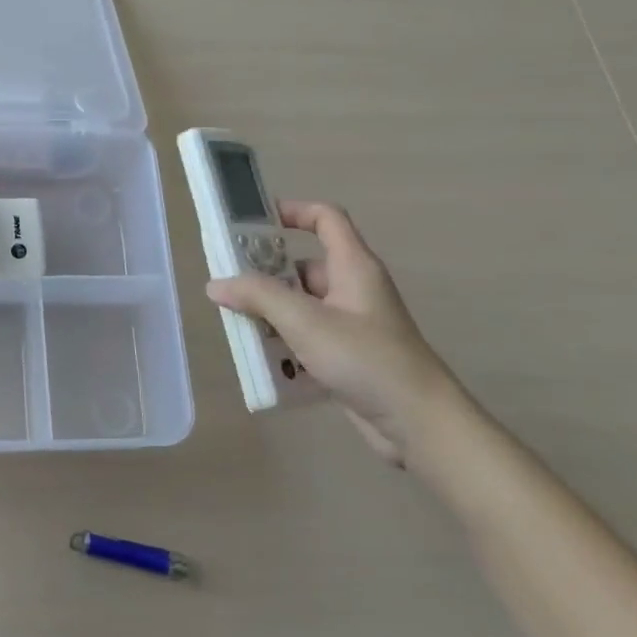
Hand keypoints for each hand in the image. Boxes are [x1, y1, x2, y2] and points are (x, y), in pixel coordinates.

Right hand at [206, 201, 464, 465]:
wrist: (420, 425)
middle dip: (265, 276)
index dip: (293, 211)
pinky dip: (284, 344)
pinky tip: (261, 360)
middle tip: (228, 286)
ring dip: (270, 314)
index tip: (253, 223)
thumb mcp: (305, 322)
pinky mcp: (348, 356)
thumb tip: (216, 283)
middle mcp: (353, 289)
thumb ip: (258, 297)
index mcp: (353, 267)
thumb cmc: (366, 359)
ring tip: (236, 325)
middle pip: (303, 267)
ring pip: (301, 306)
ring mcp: (352, 325)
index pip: (326, 219)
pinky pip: (307, 338)